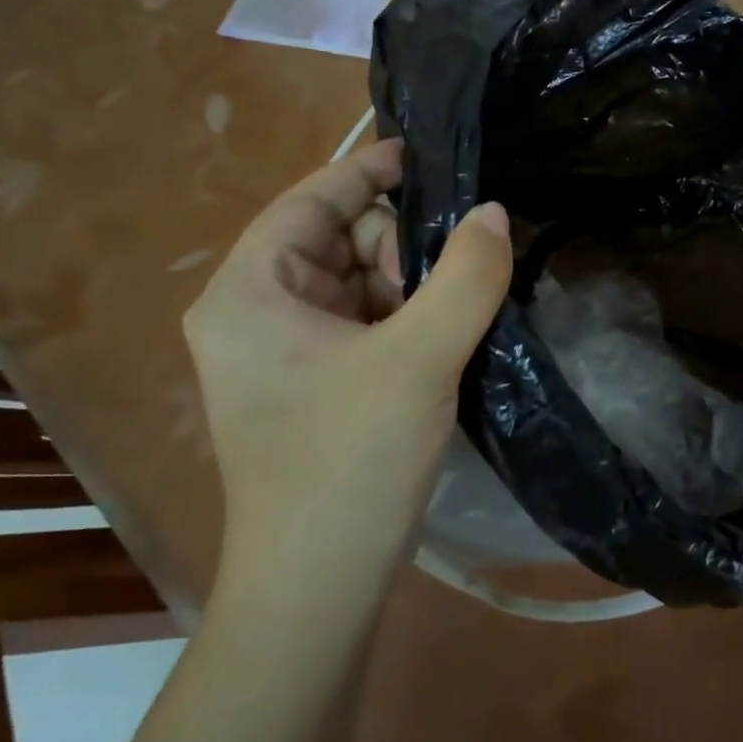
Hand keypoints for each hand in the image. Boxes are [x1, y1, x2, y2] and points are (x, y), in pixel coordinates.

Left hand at [183, 139, 511, 595]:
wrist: (319, 585)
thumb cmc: (350, 462)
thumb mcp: (420, 358)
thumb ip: (466, 276)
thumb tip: (494, 213)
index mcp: (248, 292)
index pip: (310, 199)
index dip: (369, 170)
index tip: (431, 156)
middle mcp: (254, 312)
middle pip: (339, 238)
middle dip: (399, 246)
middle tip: (451, 280)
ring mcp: (283, 351)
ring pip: (358, 280)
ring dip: (410, 284)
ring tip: (450, 318)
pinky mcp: (313, 382)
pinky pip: (365, 320)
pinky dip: (406, 316)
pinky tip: (443, 337)